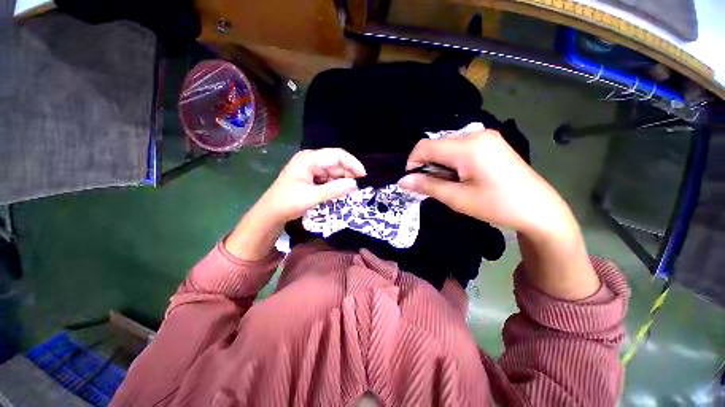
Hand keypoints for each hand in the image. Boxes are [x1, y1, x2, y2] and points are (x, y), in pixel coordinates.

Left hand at [255, 148, 366, 224]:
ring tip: (353, 191)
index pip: (336, 155)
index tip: (363, 175)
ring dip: (343, 180)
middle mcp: (311, 160)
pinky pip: (329, 178)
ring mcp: (312, 169)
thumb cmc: (288, 202)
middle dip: (349, 173)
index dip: (352, 163)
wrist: (271, 213)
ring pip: (334, 171)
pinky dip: (336, 185)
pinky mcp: (312, 177)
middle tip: (360, 186)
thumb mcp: (312, 196)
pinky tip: (342, 192)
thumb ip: (334, 190)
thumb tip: (355, 185)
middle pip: (336, 163)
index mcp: (309, 159)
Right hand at [398, 130, 570, 236]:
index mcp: (468, 146)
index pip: (425, 146)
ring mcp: (486, 136)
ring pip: (447, 146)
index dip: (413, 163)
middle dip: (428, 165)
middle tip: (434, 186)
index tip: (413, 181)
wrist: (539, 210)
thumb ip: (427, 186)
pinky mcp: (491, 143)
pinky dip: (452, 161)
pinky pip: (460, 147)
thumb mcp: (457, 198)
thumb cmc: (497, 205)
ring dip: (440, 164)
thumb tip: (402, 181)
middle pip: (436, 145)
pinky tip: (462, 176)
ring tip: (450, 183)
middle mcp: (476, 134)